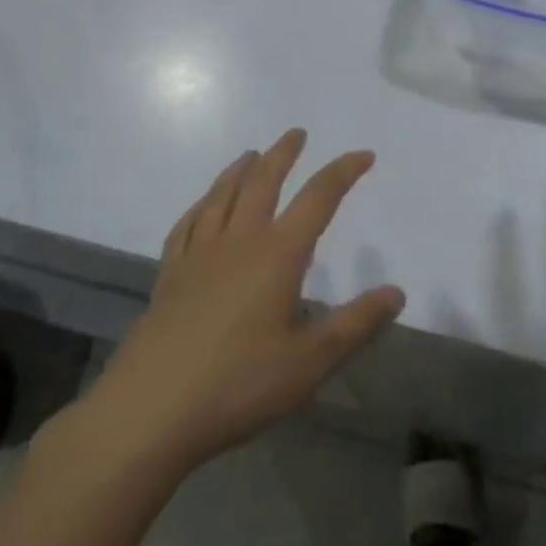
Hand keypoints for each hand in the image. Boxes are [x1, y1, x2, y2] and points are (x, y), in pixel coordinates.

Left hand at [64, 130, 404, 479]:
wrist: (149, 412)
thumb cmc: (238, 384)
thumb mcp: (310, 361)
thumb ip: (356, 324)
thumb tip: (396, 292)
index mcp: (278, 255)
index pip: (318, 198)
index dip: (343, 172)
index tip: (363, 155)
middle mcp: (239, 241)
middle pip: (263, 182)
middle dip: (283, 154)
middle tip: (296, 134)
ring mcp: (198, 256)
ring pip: (221, 196)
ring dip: (240, 170)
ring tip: (251, 154)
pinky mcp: (168, 277)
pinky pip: (186, 226)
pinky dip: (200, 206)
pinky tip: (202, 205)